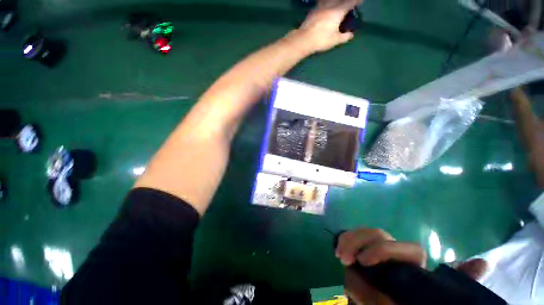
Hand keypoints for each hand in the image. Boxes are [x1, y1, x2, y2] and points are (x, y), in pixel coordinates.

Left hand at [295, 0, 361, 53]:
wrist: (304, 39)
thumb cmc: (321, 40)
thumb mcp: (335, 40)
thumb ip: (344, 37)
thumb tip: (351, 35)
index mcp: (338, 11)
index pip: (350, 2)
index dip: (356, 1)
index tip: (360, 1)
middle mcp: (330, 5)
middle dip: (346, 0)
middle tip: (349, 3)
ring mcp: (320, 7)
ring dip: (335, 0)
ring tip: (337, 3)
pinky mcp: (313, 10)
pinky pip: (322, 2)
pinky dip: (326, 2)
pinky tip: (325, 5)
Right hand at [335, 228, 487, 304]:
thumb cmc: (415, 303)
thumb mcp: (434, 297)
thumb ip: (456, 282)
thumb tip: (482, 262)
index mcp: (413, 263)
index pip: (404, 248)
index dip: (381, 251)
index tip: (364, 263)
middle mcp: (394, 253)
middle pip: (378, 234)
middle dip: (358, 241)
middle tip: (344, 257)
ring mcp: (376, 252)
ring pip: (363, 234)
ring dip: (348, 240)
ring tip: (338, 253)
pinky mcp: (362, 254)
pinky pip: (352, 240)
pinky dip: (344, 241)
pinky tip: (337, 249)